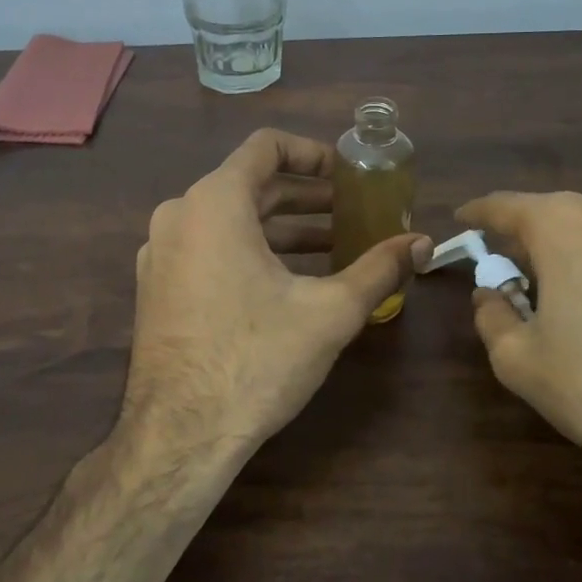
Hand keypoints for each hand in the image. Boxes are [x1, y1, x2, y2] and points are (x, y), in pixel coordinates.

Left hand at [126, 129, 424, 456]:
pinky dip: (250, 250)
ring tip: (332, 248)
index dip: (312, 153)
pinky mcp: (157, 285)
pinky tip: (287, 282)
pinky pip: (208, 248)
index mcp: (215, 202)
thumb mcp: (329, 311)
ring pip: (229, 220)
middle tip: (352, 213)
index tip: (347, 174)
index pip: (266, 146)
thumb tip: (424, 244)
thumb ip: (379, 269)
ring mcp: (161, 252)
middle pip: (251, 185)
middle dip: (306, 197)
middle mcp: (180, 215)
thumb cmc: (256, 359)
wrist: (178, 434)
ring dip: (282, 228)